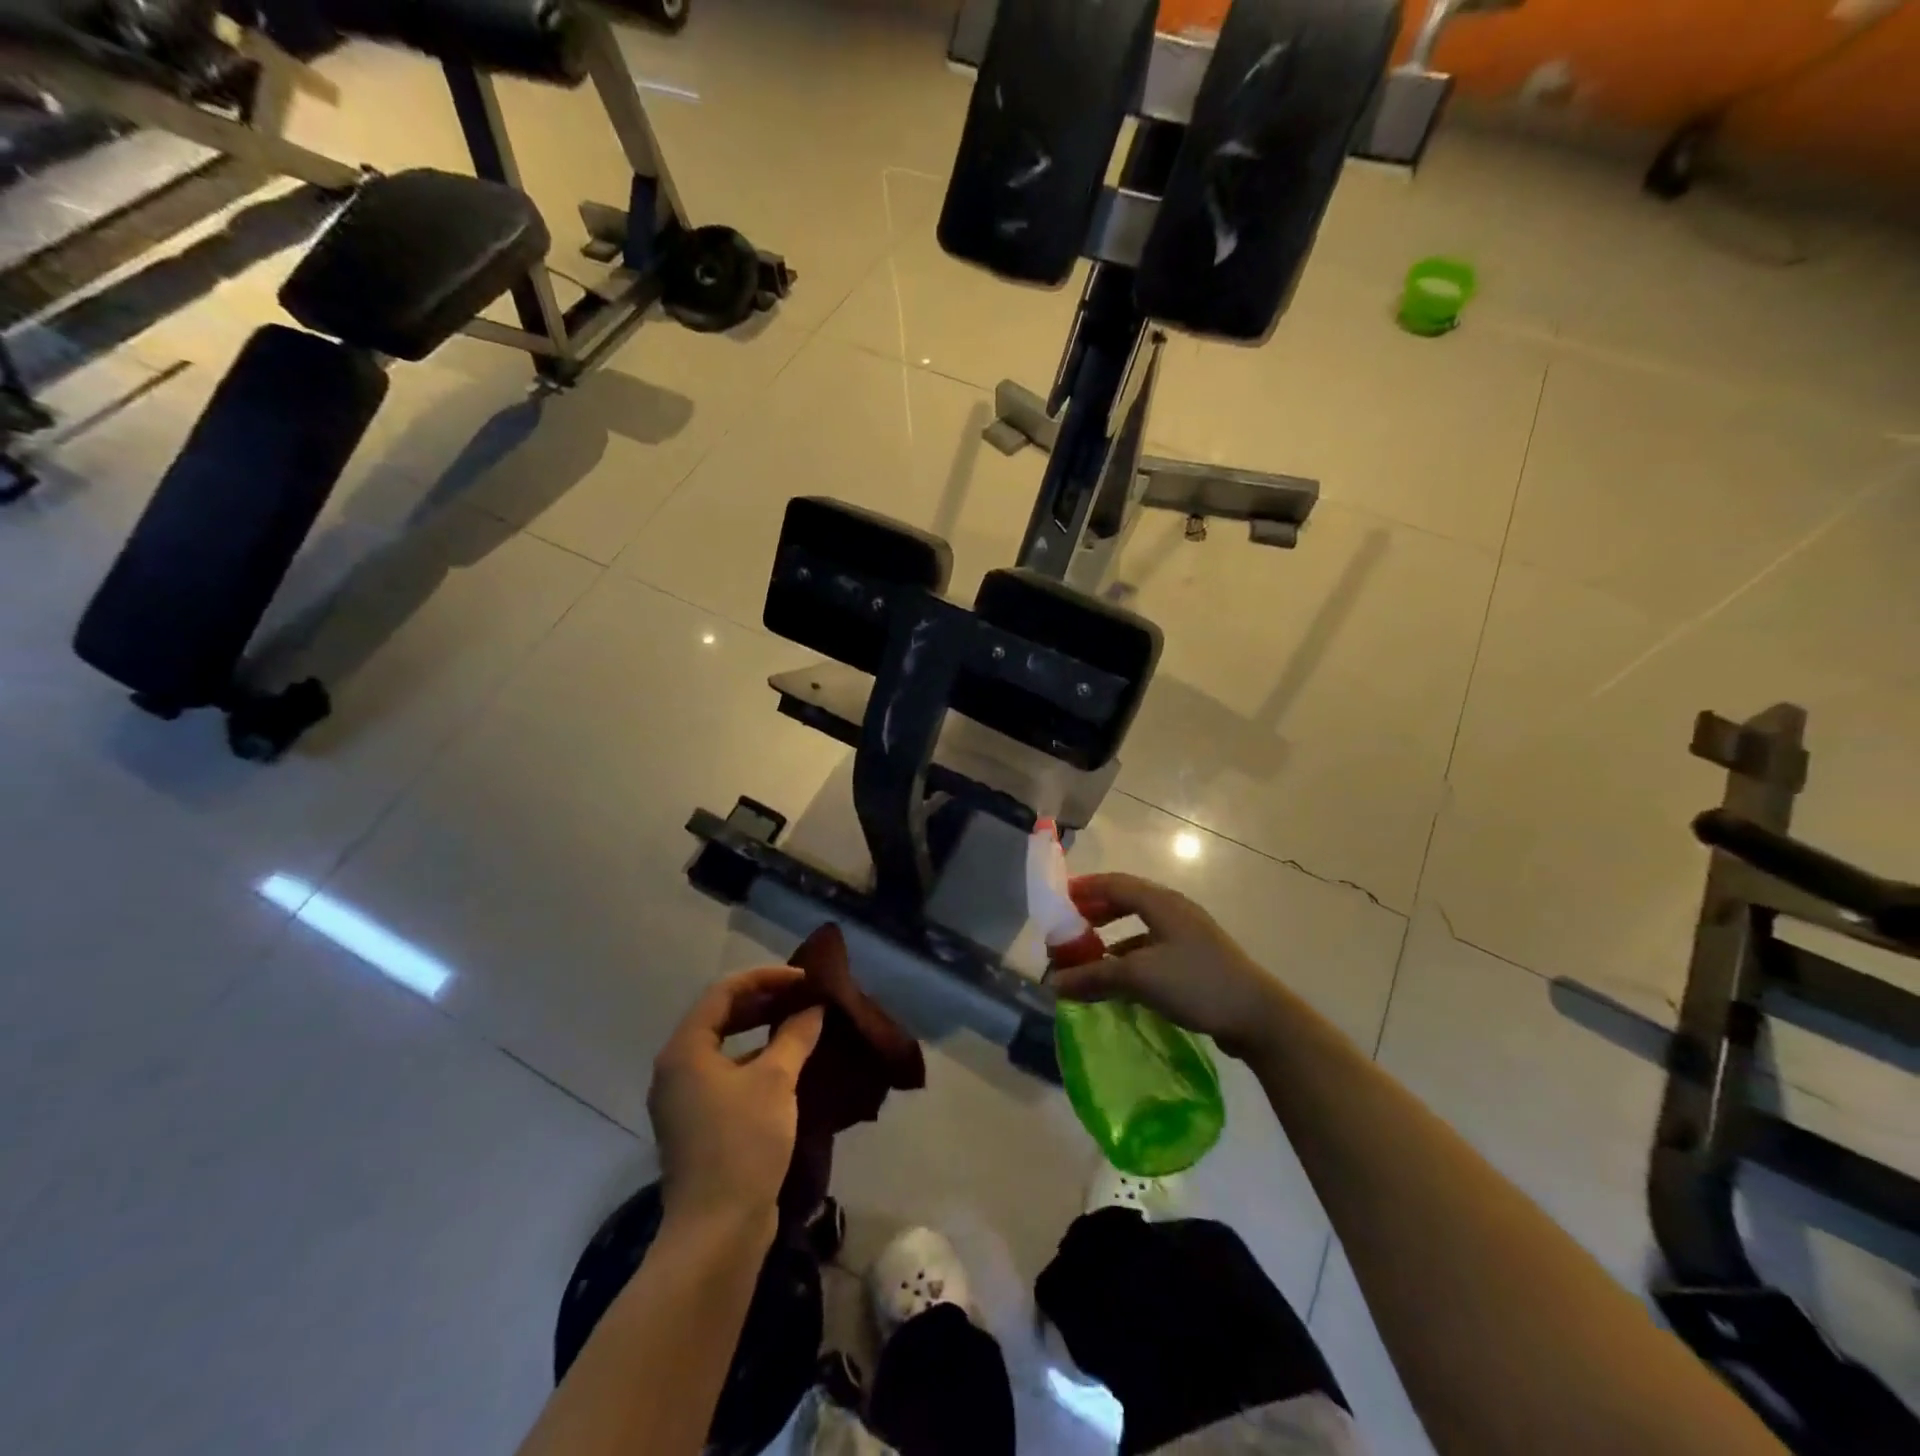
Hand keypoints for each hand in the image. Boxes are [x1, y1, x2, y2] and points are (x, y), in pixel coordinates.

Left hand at [648, 967, 824, 1233]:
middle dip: (764, 1002)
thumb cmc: (742, 1143)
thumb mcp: (775, 1081)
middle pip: (721, 1017)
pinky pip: (728, 1076)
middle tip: (804, 998)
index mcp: (685, 1050)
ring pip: (726, 1049)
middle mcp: (677, 1070)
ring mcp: (684, 1101)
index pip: (724, 991)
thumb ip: (795, 1036)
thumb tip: (814, 1008)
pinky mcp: (698, 1126)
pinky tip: (790, 1068)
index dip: (766, 977)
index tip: (804, 979)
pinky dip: (757, 1063)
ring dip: (762, 1033)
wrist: (717, 1231)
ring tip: (802, 1026)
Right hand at [1052, 873, 1288, 1061]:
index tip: (1057, 900)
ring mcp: (1187, 935)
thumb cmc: (1196, 983)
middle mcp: (1174, 910)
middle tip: (1068, 928)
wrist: (1258, 1016)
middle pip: (1125, 901)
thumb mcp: (1139, 977)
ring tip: (1088, 954)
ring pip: (1139, 926)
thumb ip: (1093, 976)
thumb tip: (1053, 983)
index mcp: (1161, 902)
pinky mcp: (1195, 959)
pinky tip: (1119, 979)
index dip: (1083, 889)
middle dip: (1094, 912)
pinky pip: (1152, 948)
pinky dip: (1129, 957)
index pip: (1113, 884)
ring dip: (1111, 937)